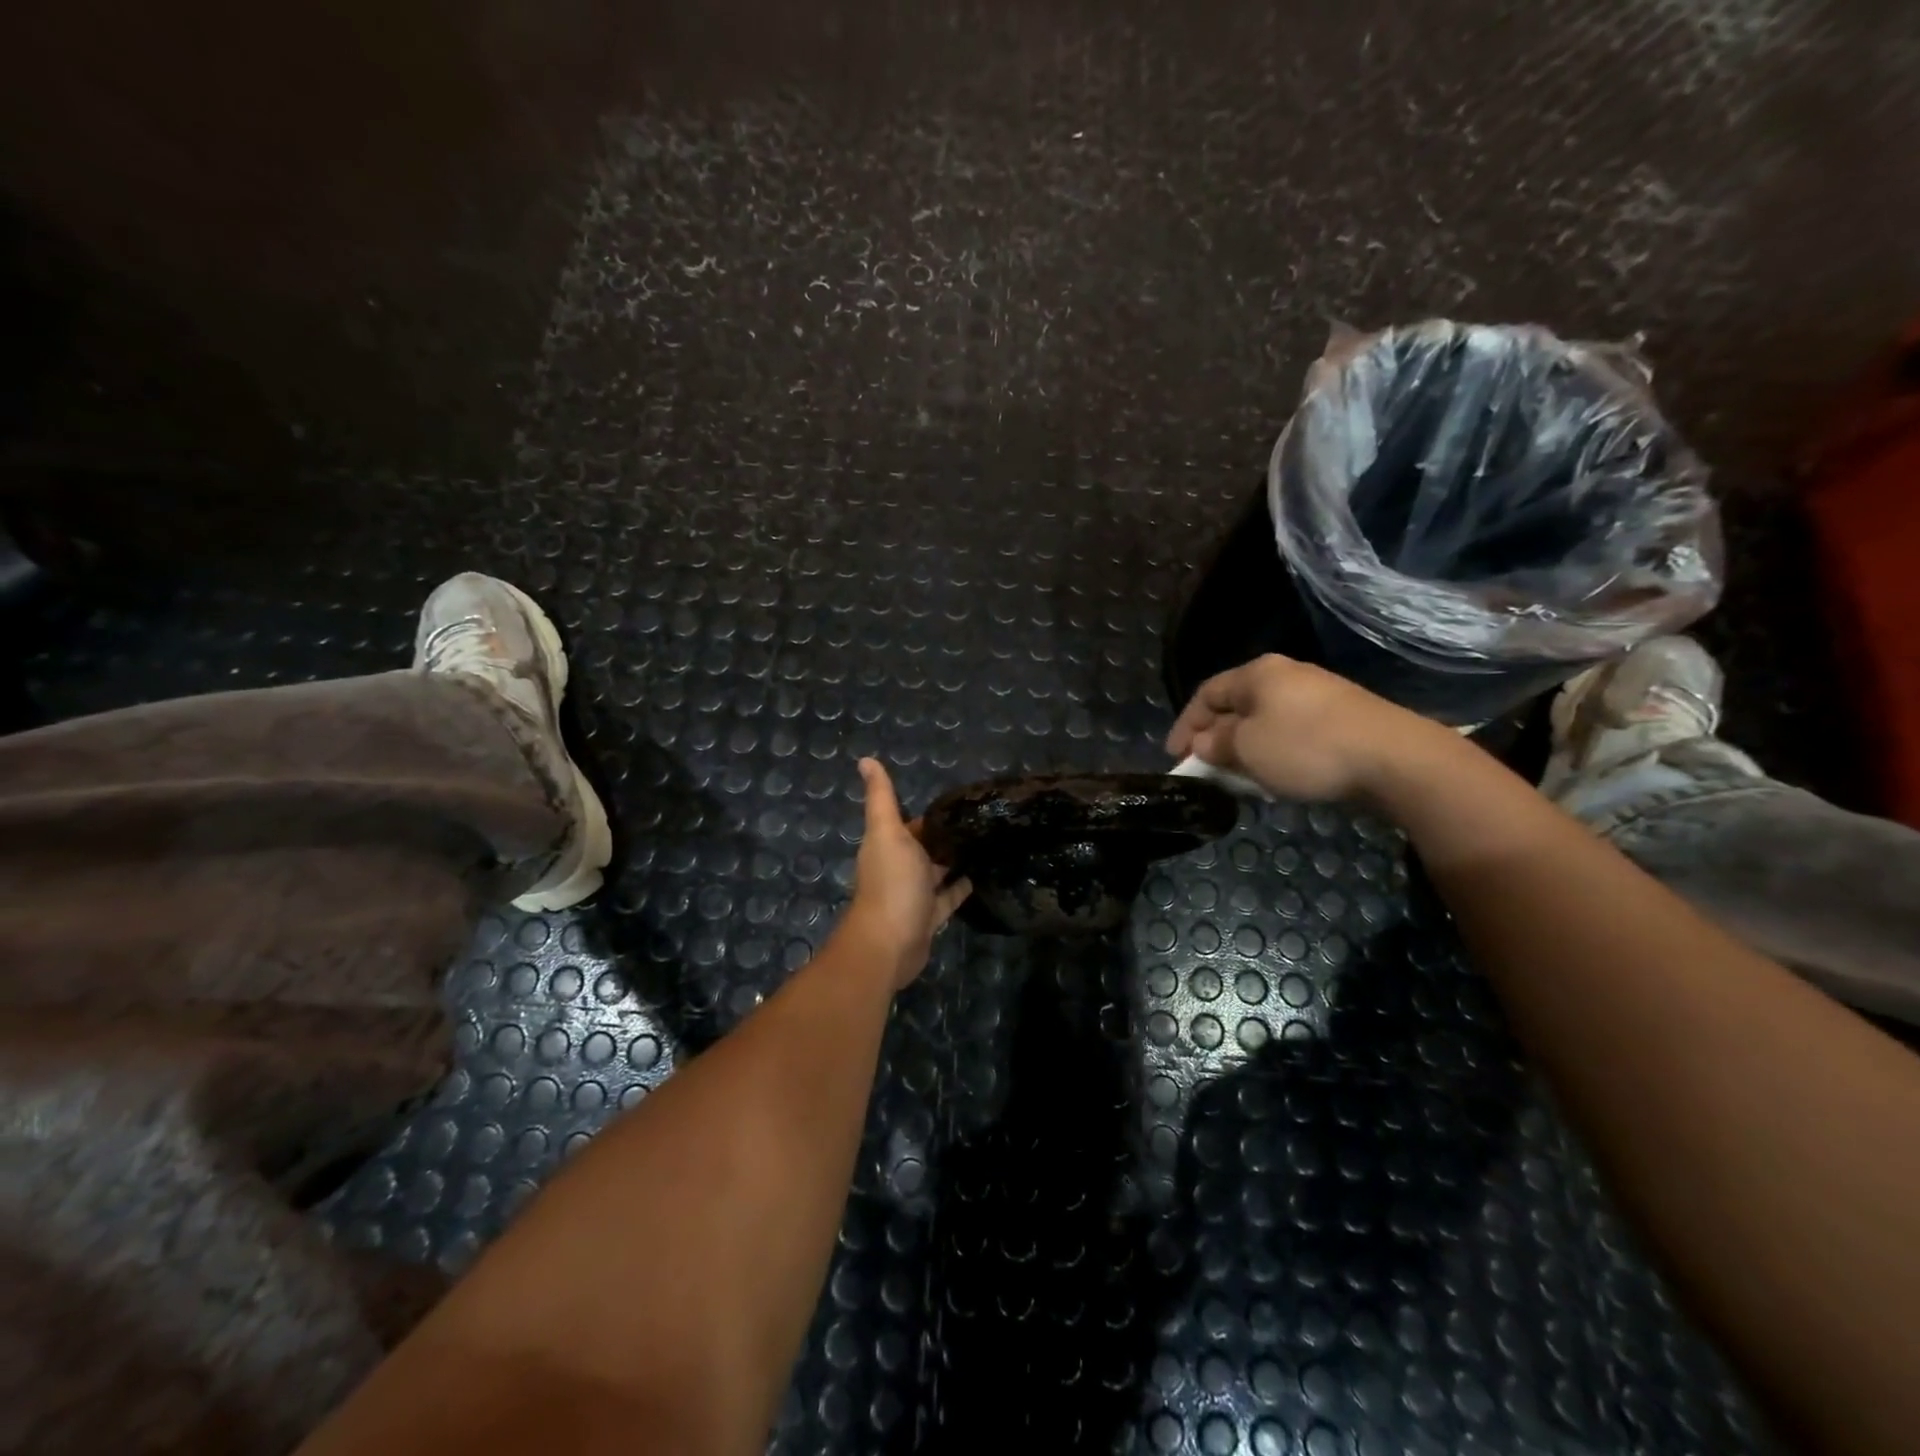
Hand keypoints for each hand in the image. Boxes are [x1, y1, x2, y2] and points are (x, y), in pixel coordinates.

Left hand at [838, 758, 970, 987]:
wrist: (890, 943)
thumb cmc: (892, 882)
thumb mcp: (887, 832)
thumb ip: (881, 797)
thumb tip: (865, 759)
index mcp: (888, 845)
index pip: (911, 822)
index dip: (932, 813)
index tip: (961, 799)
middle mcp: (899, 867)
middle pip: (925, 846)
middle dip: (945, 834)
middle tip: (981, 819)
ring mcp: (915, 894)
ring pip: (937, 871)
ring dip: (954, 859)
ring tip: (986, 842)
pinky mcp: (930, 917)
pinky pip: (948, 897)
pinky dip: (961, 887)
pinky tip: (981, 875)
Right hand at [1165, 654, 1443, 801]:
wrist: (1394, 759)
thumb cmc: (1305, 748)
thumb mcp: (1246, 749)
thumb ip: (1215, 744)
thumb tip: (1203, 743)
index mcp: (1257, 674)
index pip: (1206, 694)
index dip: (1184, 725)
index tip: (1174, 757)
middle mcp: (1286, 676)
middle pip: (1236, 706)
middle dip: (1215, 738)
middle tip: (1205, 770)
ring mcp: (1318, 696)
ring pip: (1265, 722)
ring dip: (1245, 750)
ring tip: (1239, 779)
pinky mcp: (1342, 719)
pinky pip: (1292, 734)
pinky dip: (1275, 754)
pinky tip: (1278, 778)